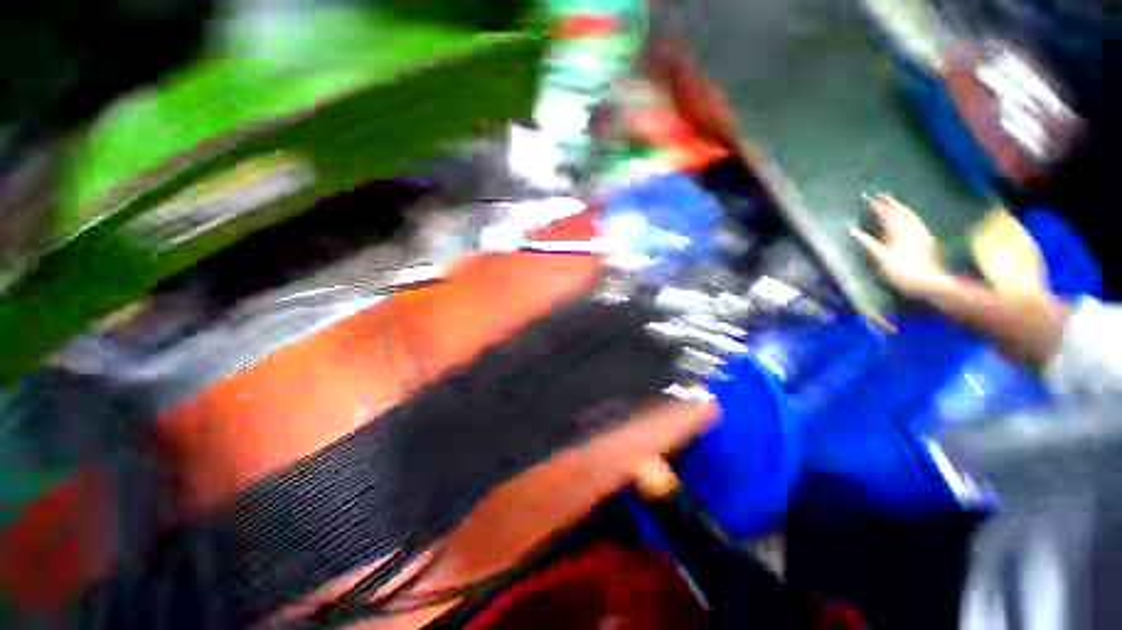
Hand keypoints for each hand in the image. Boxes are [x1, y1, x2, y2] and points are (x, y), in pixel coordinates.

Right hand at [850, 194, 954, 298]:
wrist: (929, 282)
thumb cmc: (900, 272)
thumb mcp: (880, 258)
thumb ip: (866, 242)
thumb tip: (851, 229)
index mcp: (896, 231)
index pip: (885, 214)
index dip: (876, 205)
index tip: (867, 198)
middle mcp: (909, 228)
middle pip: (899, 211)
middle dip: (890, 203)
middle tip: (882, 195)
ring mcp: (920, 233)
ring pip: (910, 215)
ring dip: (901, 207)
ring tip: (895, 202)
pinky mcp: (927, 239)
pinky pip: (917, 222)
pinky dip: (911, 216)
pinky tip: (911, 217)